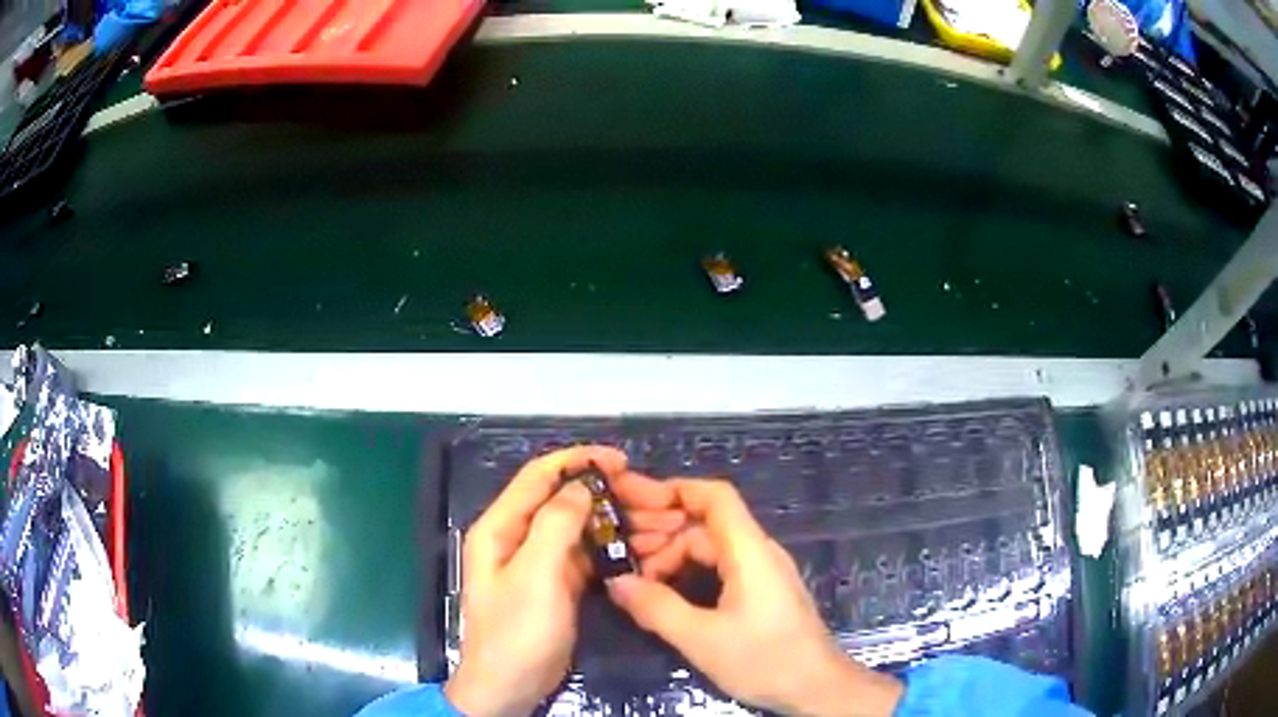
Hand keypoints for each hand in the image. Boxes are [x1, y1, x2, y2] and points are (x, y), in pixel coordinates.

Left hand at [446, 446, 684, 715]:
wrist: (510, 686)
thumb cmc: (517, 631)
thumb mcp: (535, 575)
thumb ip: (556, 525)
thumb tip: (580, 485)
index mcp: (501, 527)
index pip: (540, 477)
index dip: (579, 461)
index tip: (623, 461)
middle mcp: (519, 537)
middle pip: (567, 501)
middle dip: (613, 496)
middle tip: (658, 500)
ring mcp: (540, 562)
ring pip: (584, 528)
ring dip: (622, 523)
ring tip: (667, 525)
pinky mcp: (559, 584)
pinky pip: (590, 556)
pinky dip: (617, 549)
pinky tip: (649, 550)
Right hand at [606, 479, 903, 716]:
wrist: (816, 688)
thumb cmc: (764, 659)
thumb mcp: (702, 638)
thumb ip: (656, 608)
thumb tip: (616, 581)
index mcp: (750, 551)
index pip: (715, 497)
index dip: (674, 490)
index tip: (632, 501)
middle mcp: (758, 552)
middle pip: (706, 524)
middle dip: (661, 531)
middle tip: (618, 551)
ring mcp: (762, 572)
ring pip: (710, 548)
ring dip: (671, 557)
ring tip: (635, 580)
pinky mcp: (761, 593)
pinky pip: (719, 568)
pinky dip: (688, 573)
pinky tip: (664, 594)